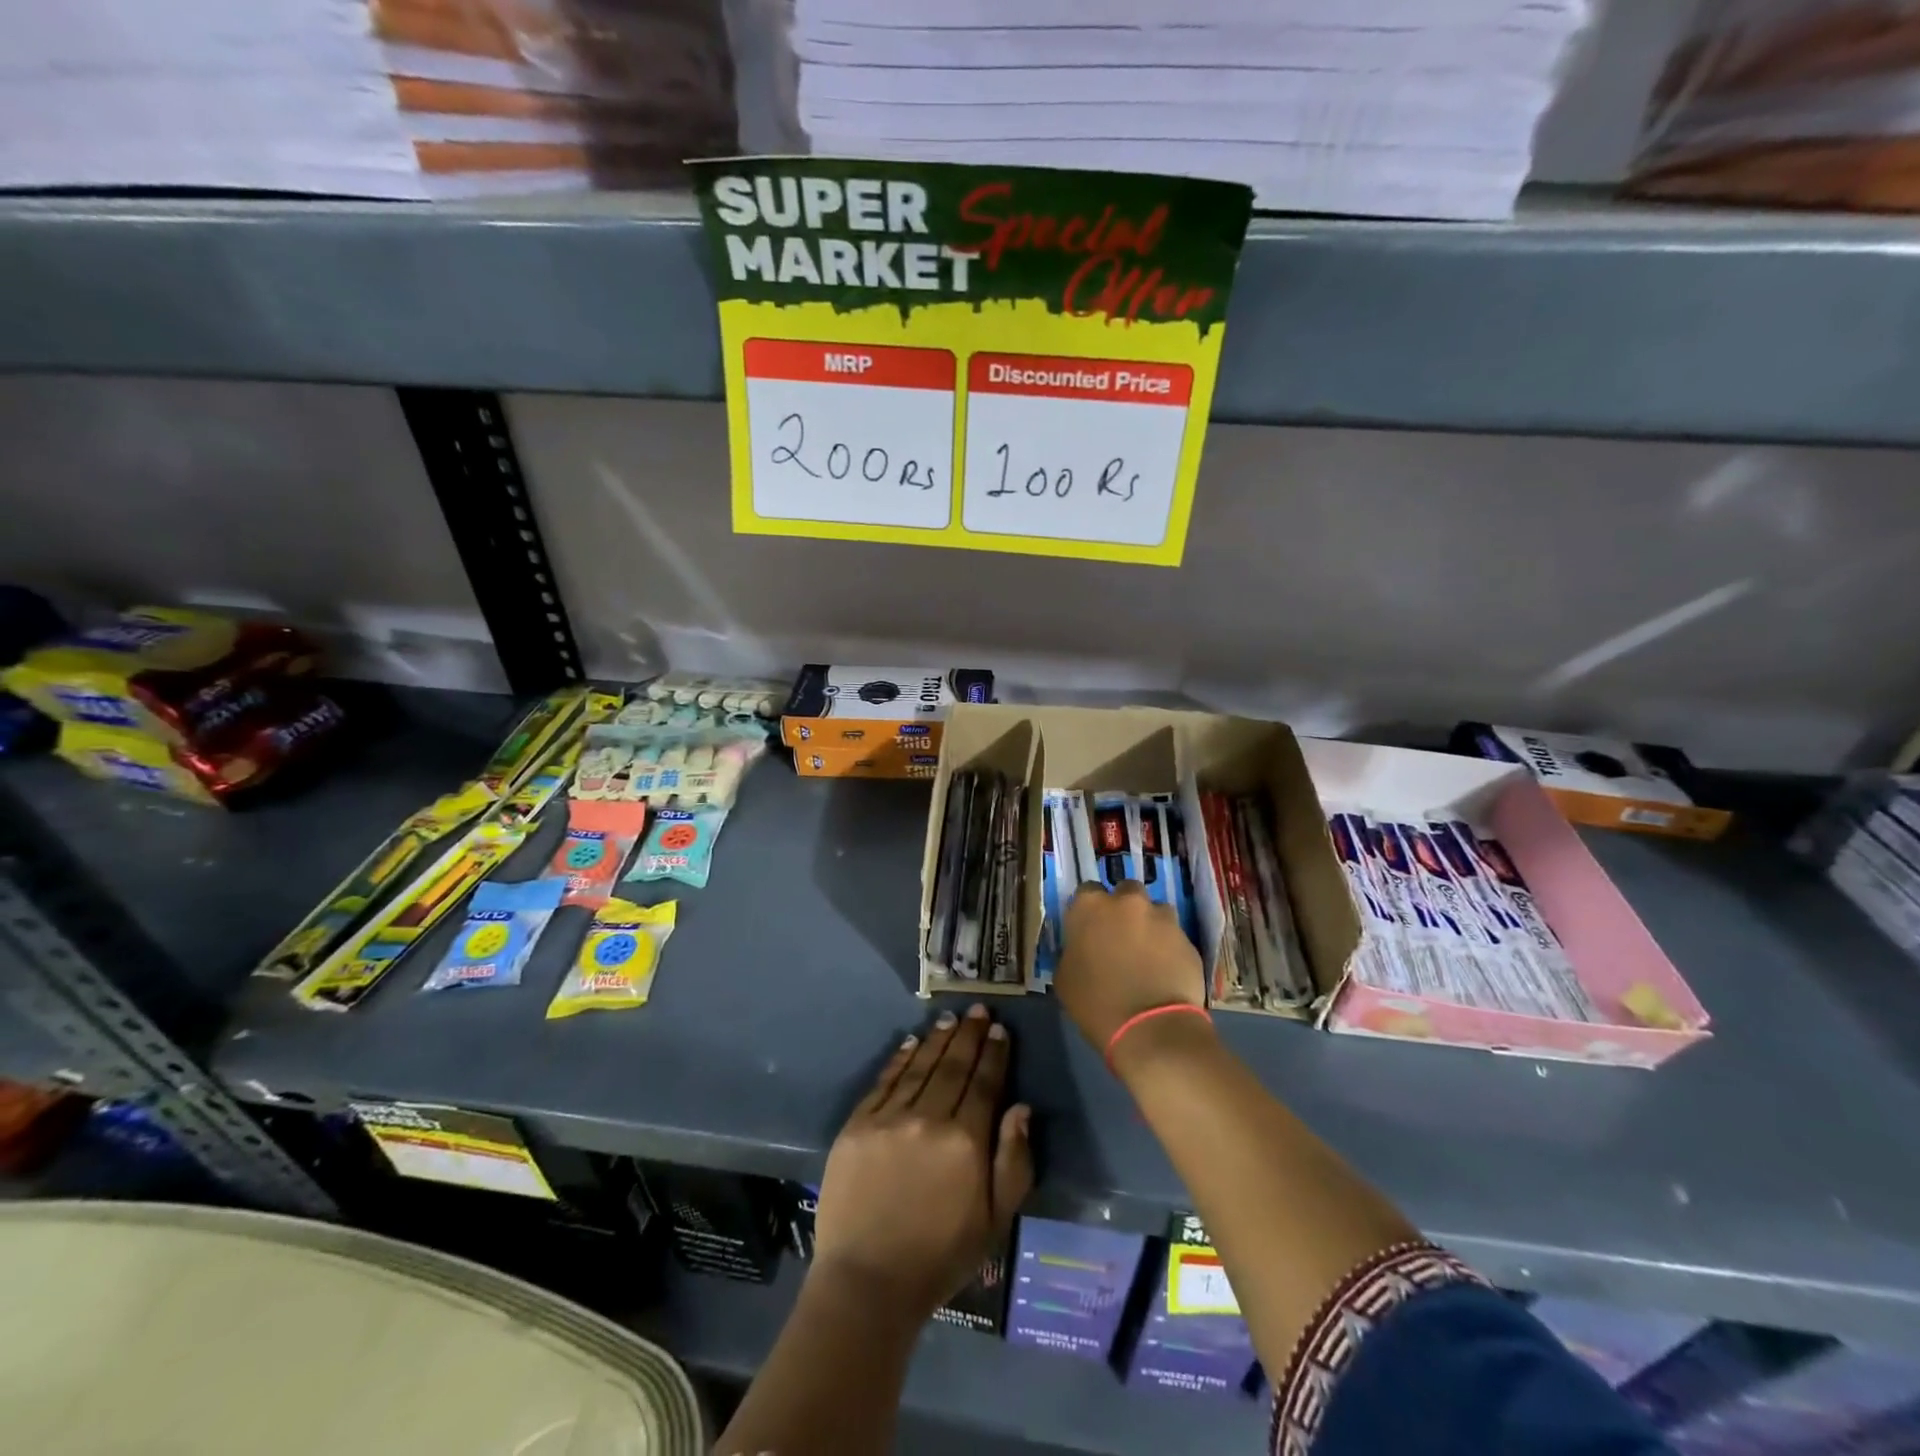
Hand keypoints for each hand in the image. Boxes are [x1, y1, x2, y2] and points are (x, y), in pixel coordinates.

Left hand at [812, 1005, 1032, 1319]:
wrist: (867, 1282)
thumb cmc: (940, 1256)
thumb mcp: (994, 1221)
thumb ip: (1013, 1161)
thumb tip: (1020, 1107)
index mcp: (966, 1142)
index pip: (984, 1084)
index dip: (993, 1054)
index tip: (999, 1029)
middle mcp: (929, 1119)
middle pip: (953, 1067)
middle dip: (968, 1035)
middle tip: (977, 1009)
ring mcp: (889, 1118)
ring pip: (920, 1067)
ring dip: (937, 1040)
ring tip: (949, 1019)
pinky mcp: (857, 1124)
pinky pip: (885, 1081)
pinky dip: (900, 1059)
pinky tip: (911, 1043)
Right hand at [1054, 881, 1205, 1051]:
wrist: (1151, 1029)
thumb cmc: (1096, 1003)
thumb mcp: (1064, 977)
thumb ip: (1072, 950)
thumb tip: (1080, 947)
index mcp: (1090, 906)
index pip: (1086, 891)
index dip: (1089, 911)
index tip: (1089, 929)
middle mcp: (1128, 902)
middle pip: (1125, 892)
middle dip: (1123, 909)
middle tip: (1119, 937)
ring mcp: (1162, 918)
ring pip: (1155, 911)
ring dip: (1149, 925)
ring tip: (1146, 954)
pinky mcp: (1187, 939)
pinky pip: (1174, 936)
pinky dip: (1169, 948)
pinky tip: (1165, 971)